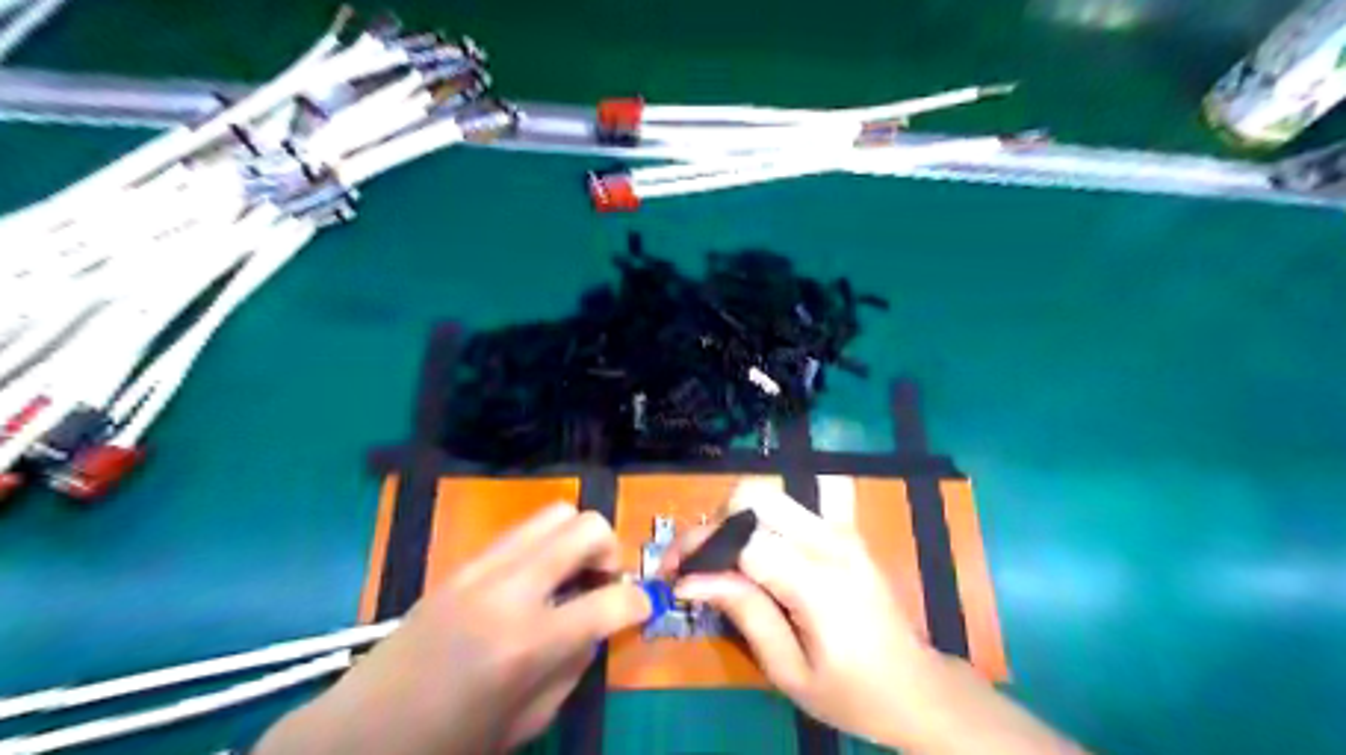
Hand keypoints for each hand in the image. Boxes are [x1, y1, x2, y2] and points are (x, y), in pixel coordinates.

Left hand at [257, 506, 651, 754]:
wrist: (360, 735)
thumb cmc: (449, 744)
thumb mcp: (529, 720)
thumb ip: (573, 664)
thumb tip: (597, 624)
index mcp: (527, 644)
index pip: (611, 601)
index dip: (640, 601)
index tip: (643, 606)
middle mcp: (508, 592)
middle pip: (586, 527)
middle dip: (611, 550)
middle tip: (603, 582)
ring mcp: (481, 570)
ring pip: (554, 514)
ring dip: (577, 539)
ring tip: (571, 575)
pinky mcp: (462, 564)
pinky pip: (520, 532)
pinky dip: (544, 545)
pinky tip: (534, 581)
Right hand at [660, 480, 938, 746]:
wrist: (917, 687)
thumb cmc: (853, 693)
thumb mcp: (789, 670)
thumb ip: (744, 613)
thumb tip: (691, 579)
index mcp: (818, 581)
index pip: (743, 539)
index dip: (701, 550)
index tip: (674, 575)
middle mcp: (830, 540)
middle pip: (754, 497)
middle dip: (715, 524)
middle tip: (700, 565)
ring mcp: (840, 529)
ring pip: (768, 496)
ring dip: (735, 521)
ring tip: (721, 562)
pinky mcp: (843, 530)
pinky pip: (789, 508)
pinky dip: (759, 522)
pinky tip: (752, 556)